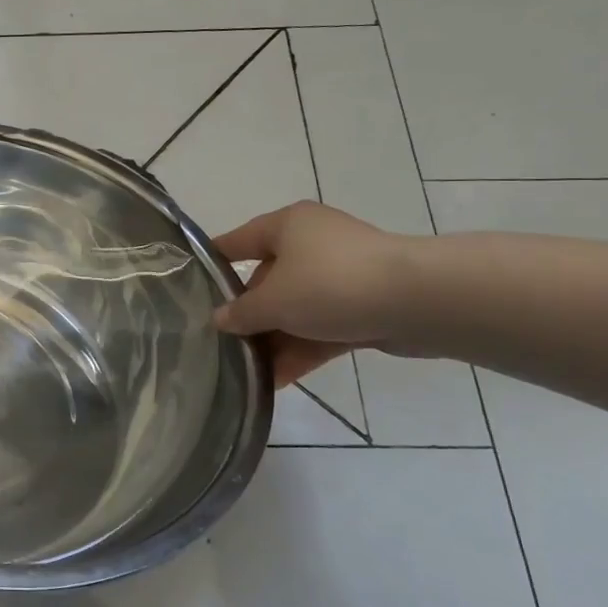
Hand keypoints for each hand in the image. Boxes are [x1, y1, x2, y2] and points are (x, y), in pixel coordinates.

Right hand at [211, 201, 416, 386]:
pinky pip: (322, 327)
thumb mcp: (272, 301)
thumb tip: (219, 319)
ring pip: (296, 309)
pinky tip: (278, 379)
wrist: (419, 301)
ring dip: (274, 340)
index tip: (188, 288)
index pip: (237, 241)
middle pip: (267, 280)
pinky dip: (302, 349)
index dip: (212, 264)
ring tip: (247, 373)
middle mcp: (312, 244)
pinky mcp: (364, 305)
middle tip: (222, 344)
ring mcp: (341, 275)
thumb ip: (240, 313)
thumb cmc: (330, 284)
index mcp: (287, 226)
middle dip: (248, 316)